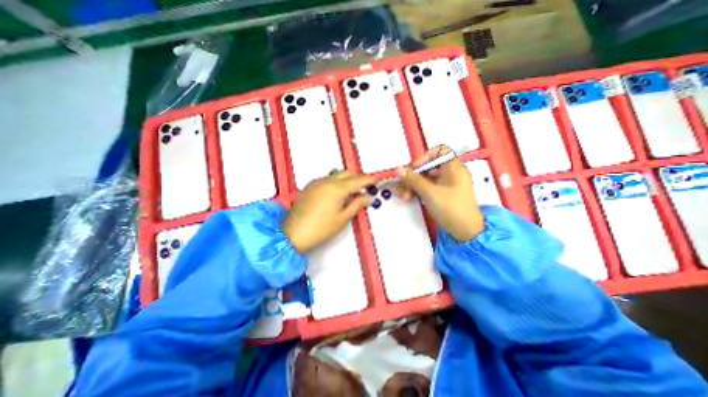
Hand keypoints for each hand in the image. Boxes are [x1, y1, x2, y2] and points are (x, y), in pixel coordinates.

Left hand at [284, 170, 375, 250]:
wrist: (293, 234)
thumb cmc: (319, 229)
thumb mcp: (343, 218)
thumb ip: (357, 204)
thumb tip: (367, 197)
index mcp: (336, 188)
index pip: (357, 180)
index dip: (368, 180)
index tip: (375, 179)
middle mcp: (326, 181)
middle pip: (346, 173)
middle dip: (357, 178)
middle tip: (365, 187)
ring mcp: (316, 183)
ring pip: (336, 175)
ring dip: (346, 179)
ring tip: (352, 191)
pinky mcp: (309, 187)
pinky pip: (326, 179)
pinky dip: (335, 182)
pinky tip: (337, 193)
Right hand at [397, 146, 484, 242]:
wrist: (465, 231)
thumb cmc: (450, 207)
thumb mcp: (429, 192)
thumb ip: (413, 179)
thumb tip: (398, 170)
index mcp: (453, 167)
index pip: (439, 151)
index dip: (425, 157)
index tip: (414, 168)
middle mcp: (450, 173)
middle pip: (428, 167)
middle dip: (413, 176)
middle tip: (402, 185)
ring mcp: (446, 185)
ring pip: (426, 179)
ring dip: (413, 186)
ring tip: (404, 196)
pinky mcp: (442, 195)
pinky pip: (428, 188)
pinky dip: (418, 191)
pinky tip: (408, 198)